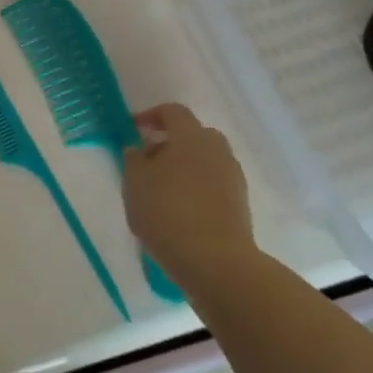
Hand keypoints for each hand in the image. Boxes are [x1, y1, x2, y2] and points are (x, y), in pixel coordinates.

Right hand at [122, 103, 257, 292]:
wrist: (215, 261)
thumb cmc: (167, 212)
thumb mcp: (134, 182)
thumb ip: (133, 159)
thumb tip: (139, 149)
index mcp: (191, 137)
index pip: (173, 112)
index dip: (150, 116)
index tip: (133, 129)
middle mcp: (217, 150)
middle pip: (193, 134)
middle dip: (170, 142)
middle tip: (148, 161)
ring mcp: (232, 177)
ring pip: (204, 160)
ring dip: (183, 167)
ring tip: (161, 190)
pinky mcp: (240, 203)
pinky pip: (213, 183)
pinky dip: (196, 188)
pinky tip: (179, 210)